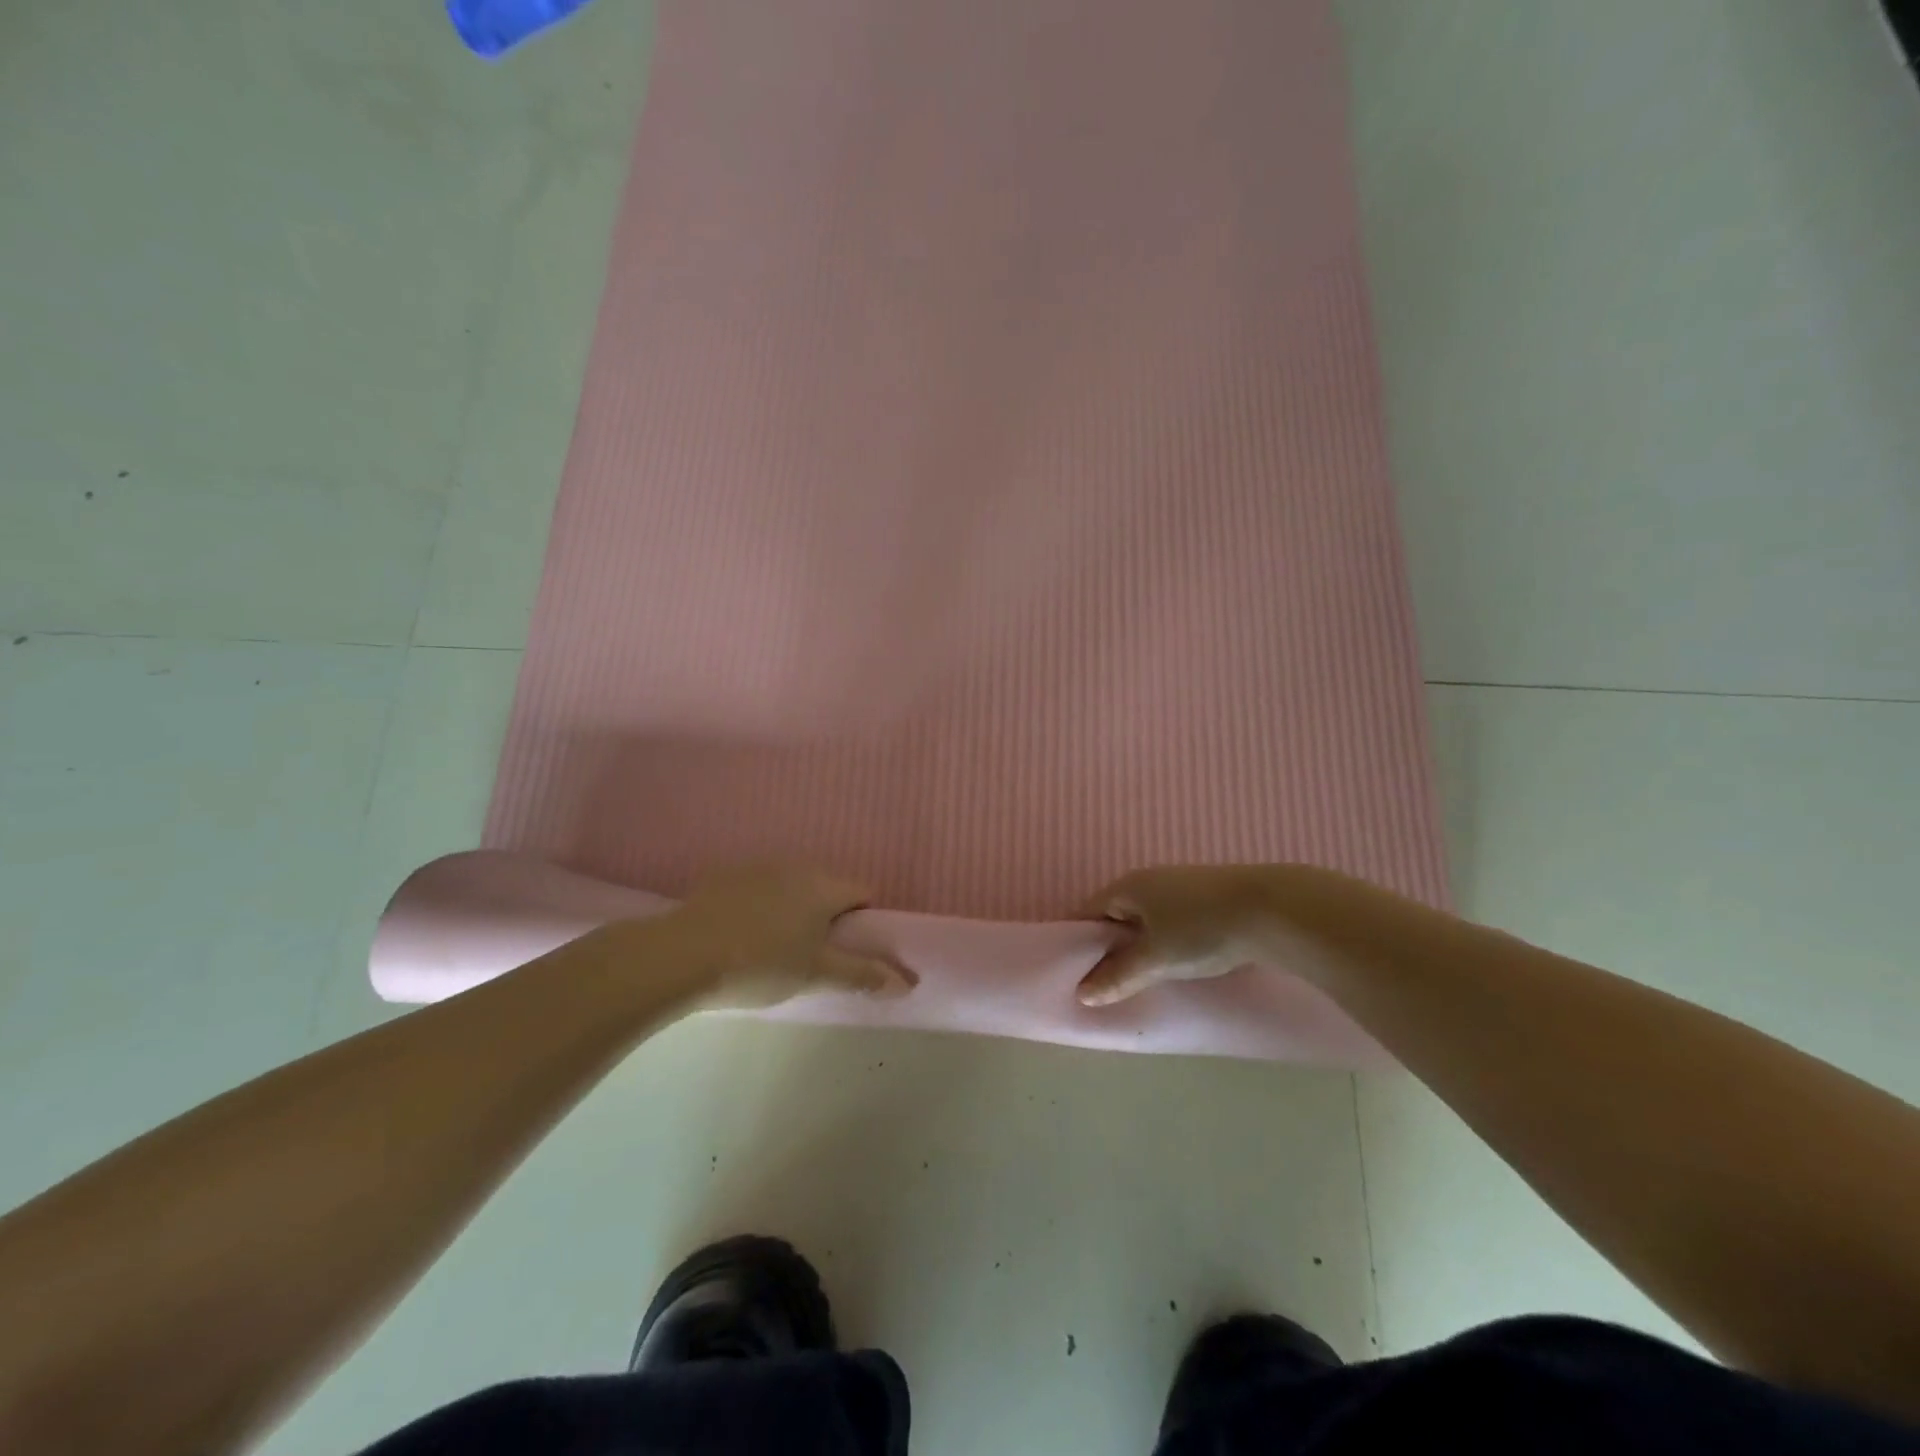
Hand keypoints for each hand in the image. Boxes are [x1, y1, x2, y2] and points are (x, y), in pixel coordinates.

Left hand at [659, 862, 910, 1008]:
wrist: (680, 956)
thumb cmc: (760, 964)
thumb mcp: (816, 975)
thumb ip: (862, 975)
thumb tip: (907, 982)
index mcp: (823, 885)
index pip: (862, 891)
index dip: (863, 920)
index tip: (848, 950)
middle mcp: (794, 866)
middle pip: (826, 887)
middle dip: (827, 915)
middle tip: (811, 955)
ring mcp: (755, 867)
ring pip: (790, 886)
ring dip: (792, 909)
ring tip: (772, 948)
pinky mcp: (722, 877)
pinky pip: (757, 889)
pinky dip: (758, 906)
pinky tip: (739, 936)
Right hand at [1075, 865, 1277, 1006]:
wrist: (1274, 908)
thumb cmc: (1201, 930)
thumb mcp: (1156, 958)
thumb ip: (1118, 976)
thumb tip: (1082, 993)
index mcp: (1128, 887)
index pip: (1088, 911)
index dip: (1079, 939)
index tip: (1073, 969)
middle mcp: (1149, 878)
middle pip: (1117, 912)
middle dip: (1111, 943)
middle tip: (1108, 978)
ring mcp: (1180, 883)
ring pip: (1147, 915)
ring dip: (1141, 940)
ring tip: (1144, 973)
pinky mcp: (1208, 893)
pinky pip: (1172, 916)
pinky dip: (1167, 936)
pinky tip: (1180, 957)